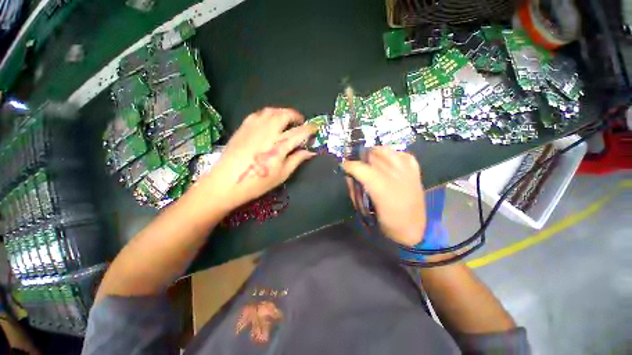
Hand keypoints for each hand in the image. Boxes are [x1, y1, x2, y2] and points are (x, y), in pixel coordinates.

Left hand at [198, 107, 317, 211]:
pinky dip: (269, 114)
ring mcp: (254, 127)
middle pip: (285, 115)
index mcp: (279, 147)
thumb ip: (297, 160)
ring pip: (272, 111)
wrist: (227, 182)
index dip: (310, 129)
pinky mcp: (244, 127)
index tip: (315, 129)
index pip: (299, 132)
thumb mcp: (282, 174)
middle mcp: (268, 133)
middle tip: (301, 122)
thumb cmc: (258, 182)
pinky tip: (270, 121)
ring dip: (283, 112)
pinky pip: (259, 114)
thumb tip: (310, 152)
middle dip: (296, 116)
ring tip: (287, 120)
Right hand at [343, 147, 425, 246]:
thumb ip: (355, 190)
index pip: (360, 168)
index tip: (344, 166)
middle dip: (361, 157)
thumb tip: (349, 177)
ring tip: (371, 159)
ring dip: (376, 153)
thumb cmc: (386, 221)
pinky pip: (405, 155)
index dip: (349, 165)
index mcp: (380, 188)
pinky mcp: (416, 172)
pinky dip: (395, 155)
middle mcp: (394, 176)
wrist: (414, 229)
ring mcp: (407, 172)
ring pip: (388, 151)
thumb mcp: (365, 208)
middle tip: (357, 164)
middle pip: (373, 156)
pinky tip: (390, 161)